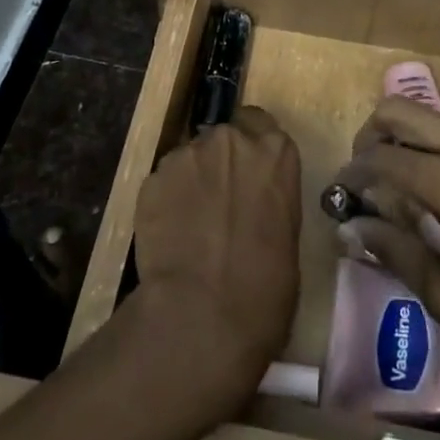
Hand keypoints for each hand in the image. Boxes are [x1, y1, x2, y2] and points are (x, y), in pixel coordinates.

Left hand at [130, 106, 302, 417]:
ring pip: (189, 159)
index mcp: (275, 152)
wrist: (203, 316)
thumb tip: (254, 208)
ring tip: (190, 227)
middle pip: (223, 139)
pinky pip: (163, 184)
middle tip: (219, 203)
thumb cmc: (265, 290)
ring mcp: (187, 155)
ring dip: (192, 182)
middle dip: (220, 163)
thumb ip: (269, 201)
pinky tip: (169, 238)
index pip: (259, 122)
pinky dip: (166, 202)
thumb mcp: (288, 236)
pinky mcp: (152, 179)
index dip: (251, 146)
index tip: (248, 173)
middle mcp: (230, 141)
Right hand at [335, 100, 439, 402]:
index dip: (351, 172)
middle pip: (400, 112)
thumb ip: (397, 255)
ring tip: (403, 185)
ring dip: (406, 138)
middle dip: (370, 136)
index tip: (339, 193)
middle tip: (364, 176)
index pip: (380, 157)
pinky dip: (439, 148)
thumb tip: (351, 229)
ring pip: (433, 118)